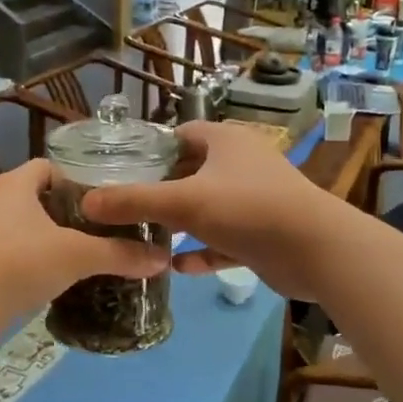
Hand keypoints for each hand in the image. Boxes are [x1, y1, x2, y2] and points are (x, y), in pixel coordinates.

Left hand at [0, 159, 169, 319]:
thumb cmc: (16, 263)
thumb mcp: (77, 255)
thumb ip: (120, 255)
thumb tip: (164, 259)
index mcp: (16, 184)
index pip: (52, 167)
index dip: (81, 179)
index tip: (111, 200)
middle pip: (42, 200)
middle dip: (74, 214)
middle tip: (109, 230)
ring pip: (29, 230)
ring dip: (56, 241)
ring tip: (92, 256)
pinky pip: (16, 256)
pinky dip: (38, 264)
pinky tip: (62, 281)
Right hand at [80, 122, 349, 300]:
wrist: (316, 249)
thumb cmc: (247, 209)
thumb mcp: (184, 202)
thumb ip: (134, 201)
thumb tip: (86, 202)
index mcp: (225, 141)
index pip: (182, 134)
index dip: (152, 150)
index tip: (122, 170)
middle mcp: (241, 165)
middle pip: (191, 173)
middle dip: (161, 191)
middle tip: (124, 209)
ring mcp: (254, 200)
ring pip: (207, 209)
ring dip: (180, 224)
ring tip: (142, 239)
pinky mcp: (262, 234)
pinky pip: (223, 240)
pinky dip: (202, 251)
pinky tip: (177, 267)